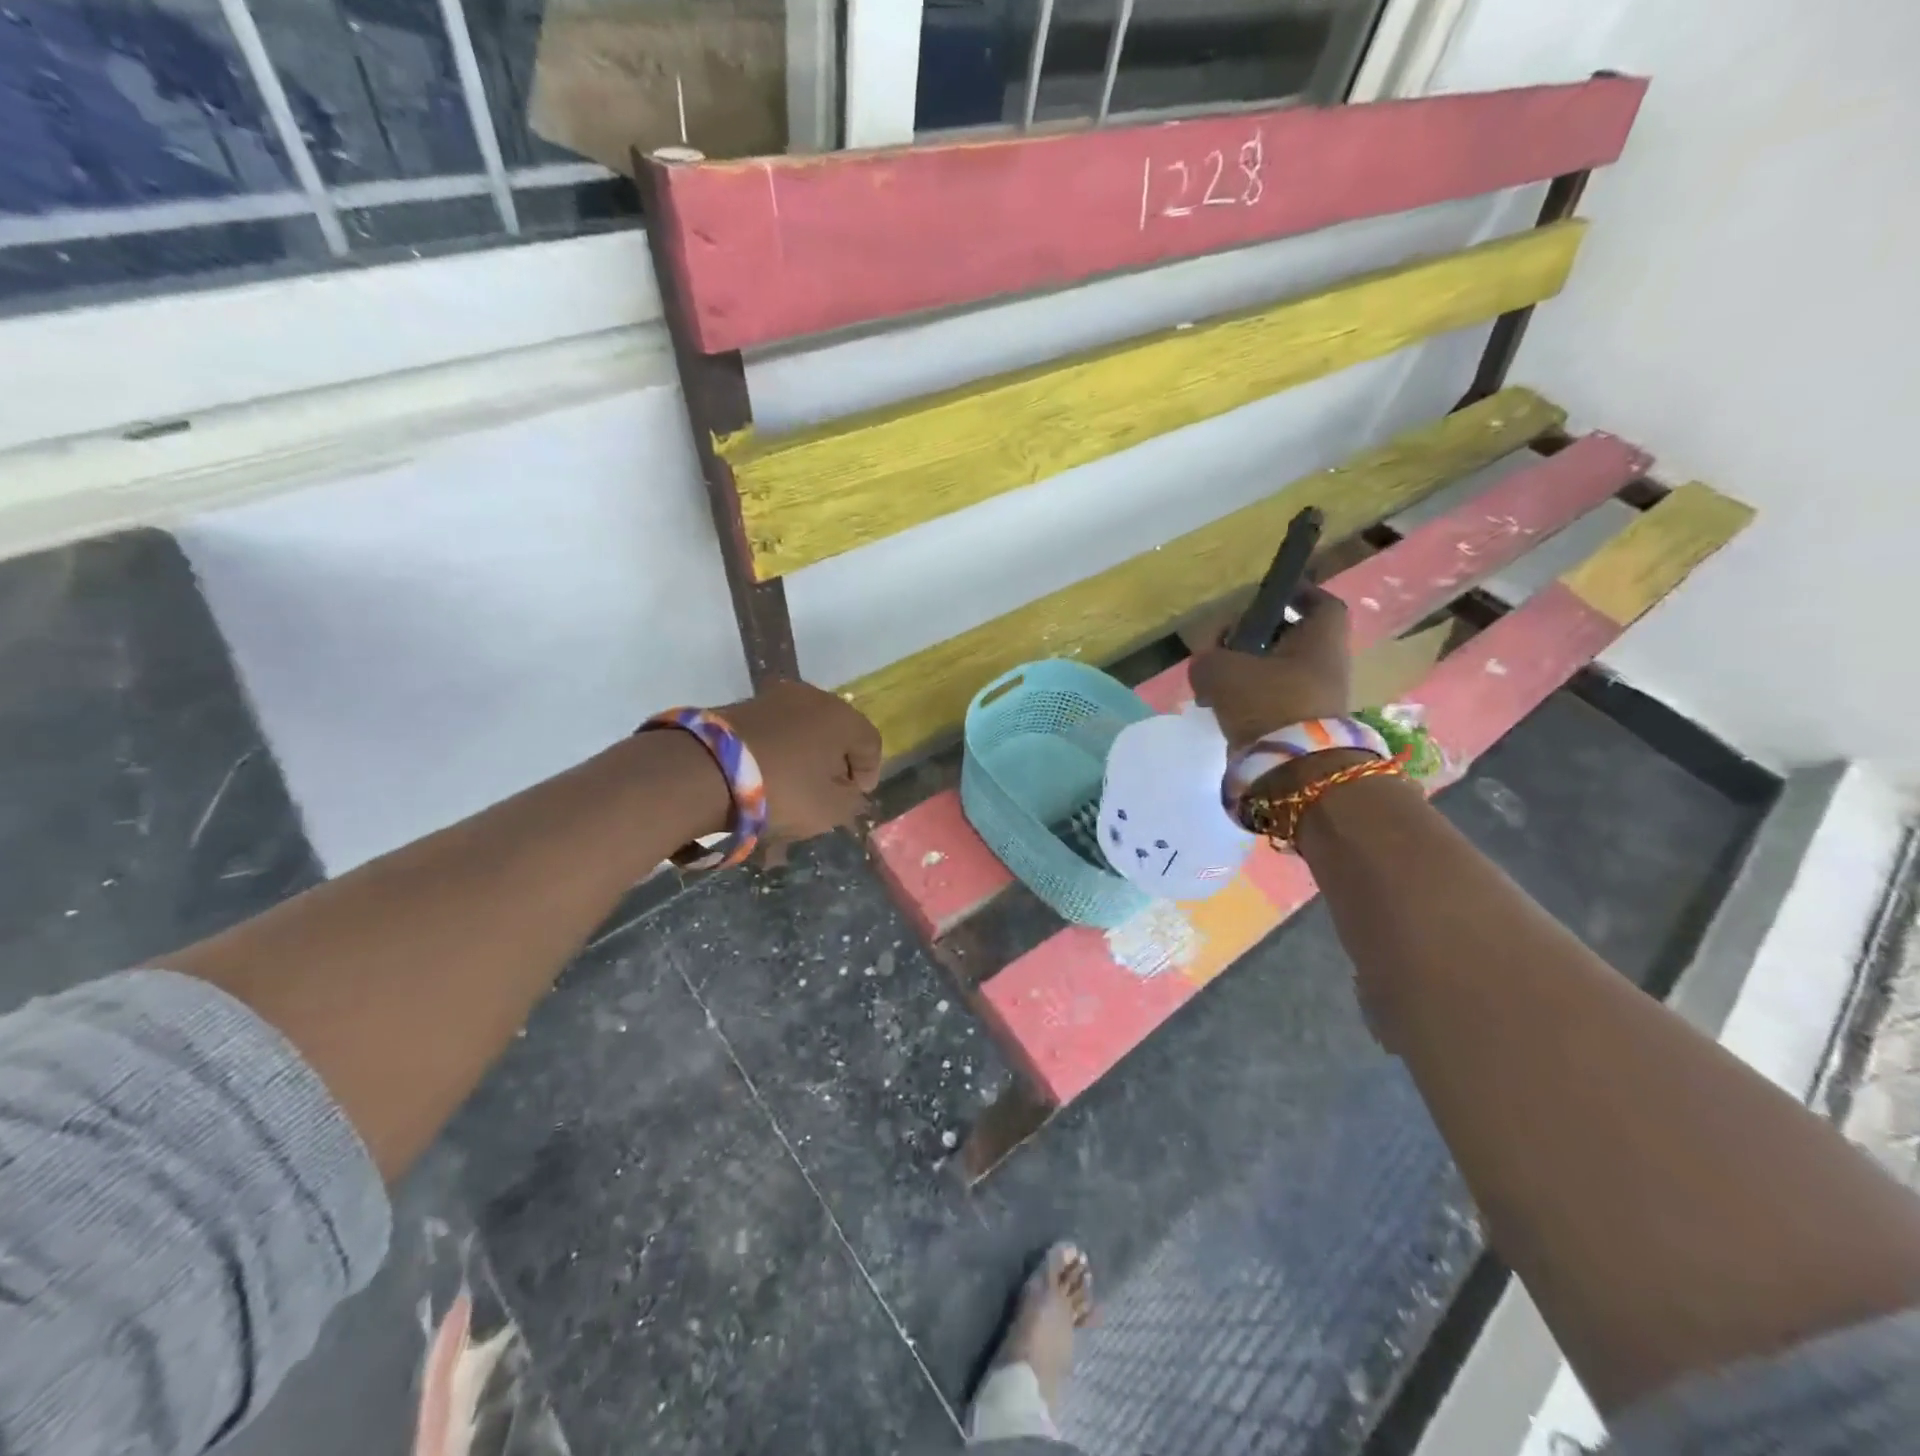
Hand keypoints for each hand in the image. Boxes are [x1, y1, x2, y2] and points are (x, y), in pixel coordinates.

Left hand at [718, 680, 882, 849]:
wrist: (704, 770)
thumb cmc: (783, 789)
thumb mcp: (830, 810)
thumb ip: (851, 801)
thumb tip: (850, 791)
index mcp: (842, 717)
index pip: (870, 742)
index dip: (870, 772)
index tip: (858, 796)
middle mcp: (813, 698)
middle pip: (836, 733)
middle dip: (835, 762)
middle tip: (829, 790)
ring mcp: (773, 699)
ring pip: (802, 731)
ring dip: (804, 757)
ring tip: (794, 787)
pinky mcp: (740, 707)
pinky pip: (773, 733)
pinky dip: (776, 754)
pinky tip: (766, 778)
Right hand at [1189, 587, 1350, 750]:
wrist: (1294, 771)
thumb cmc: (1268, 703)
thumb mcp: (1222, 671)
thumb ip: (1207, 659)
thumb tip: (1206, 664)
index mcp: (1320, 639)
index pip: (1319, 603)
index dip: (1295, 593)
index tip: (1268, 595)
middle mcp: (1326, 665)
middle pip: (1292, 638)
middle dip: (1257, 637)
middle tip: (1225, 643)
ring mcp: (1316, 698)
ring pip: (1278, 672)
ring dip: (1248, 671)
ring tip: (1214, 680)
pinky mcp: (1300, 727)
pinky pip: (1272, 701)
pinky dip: (1248, 700)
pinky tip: (1220, 706)